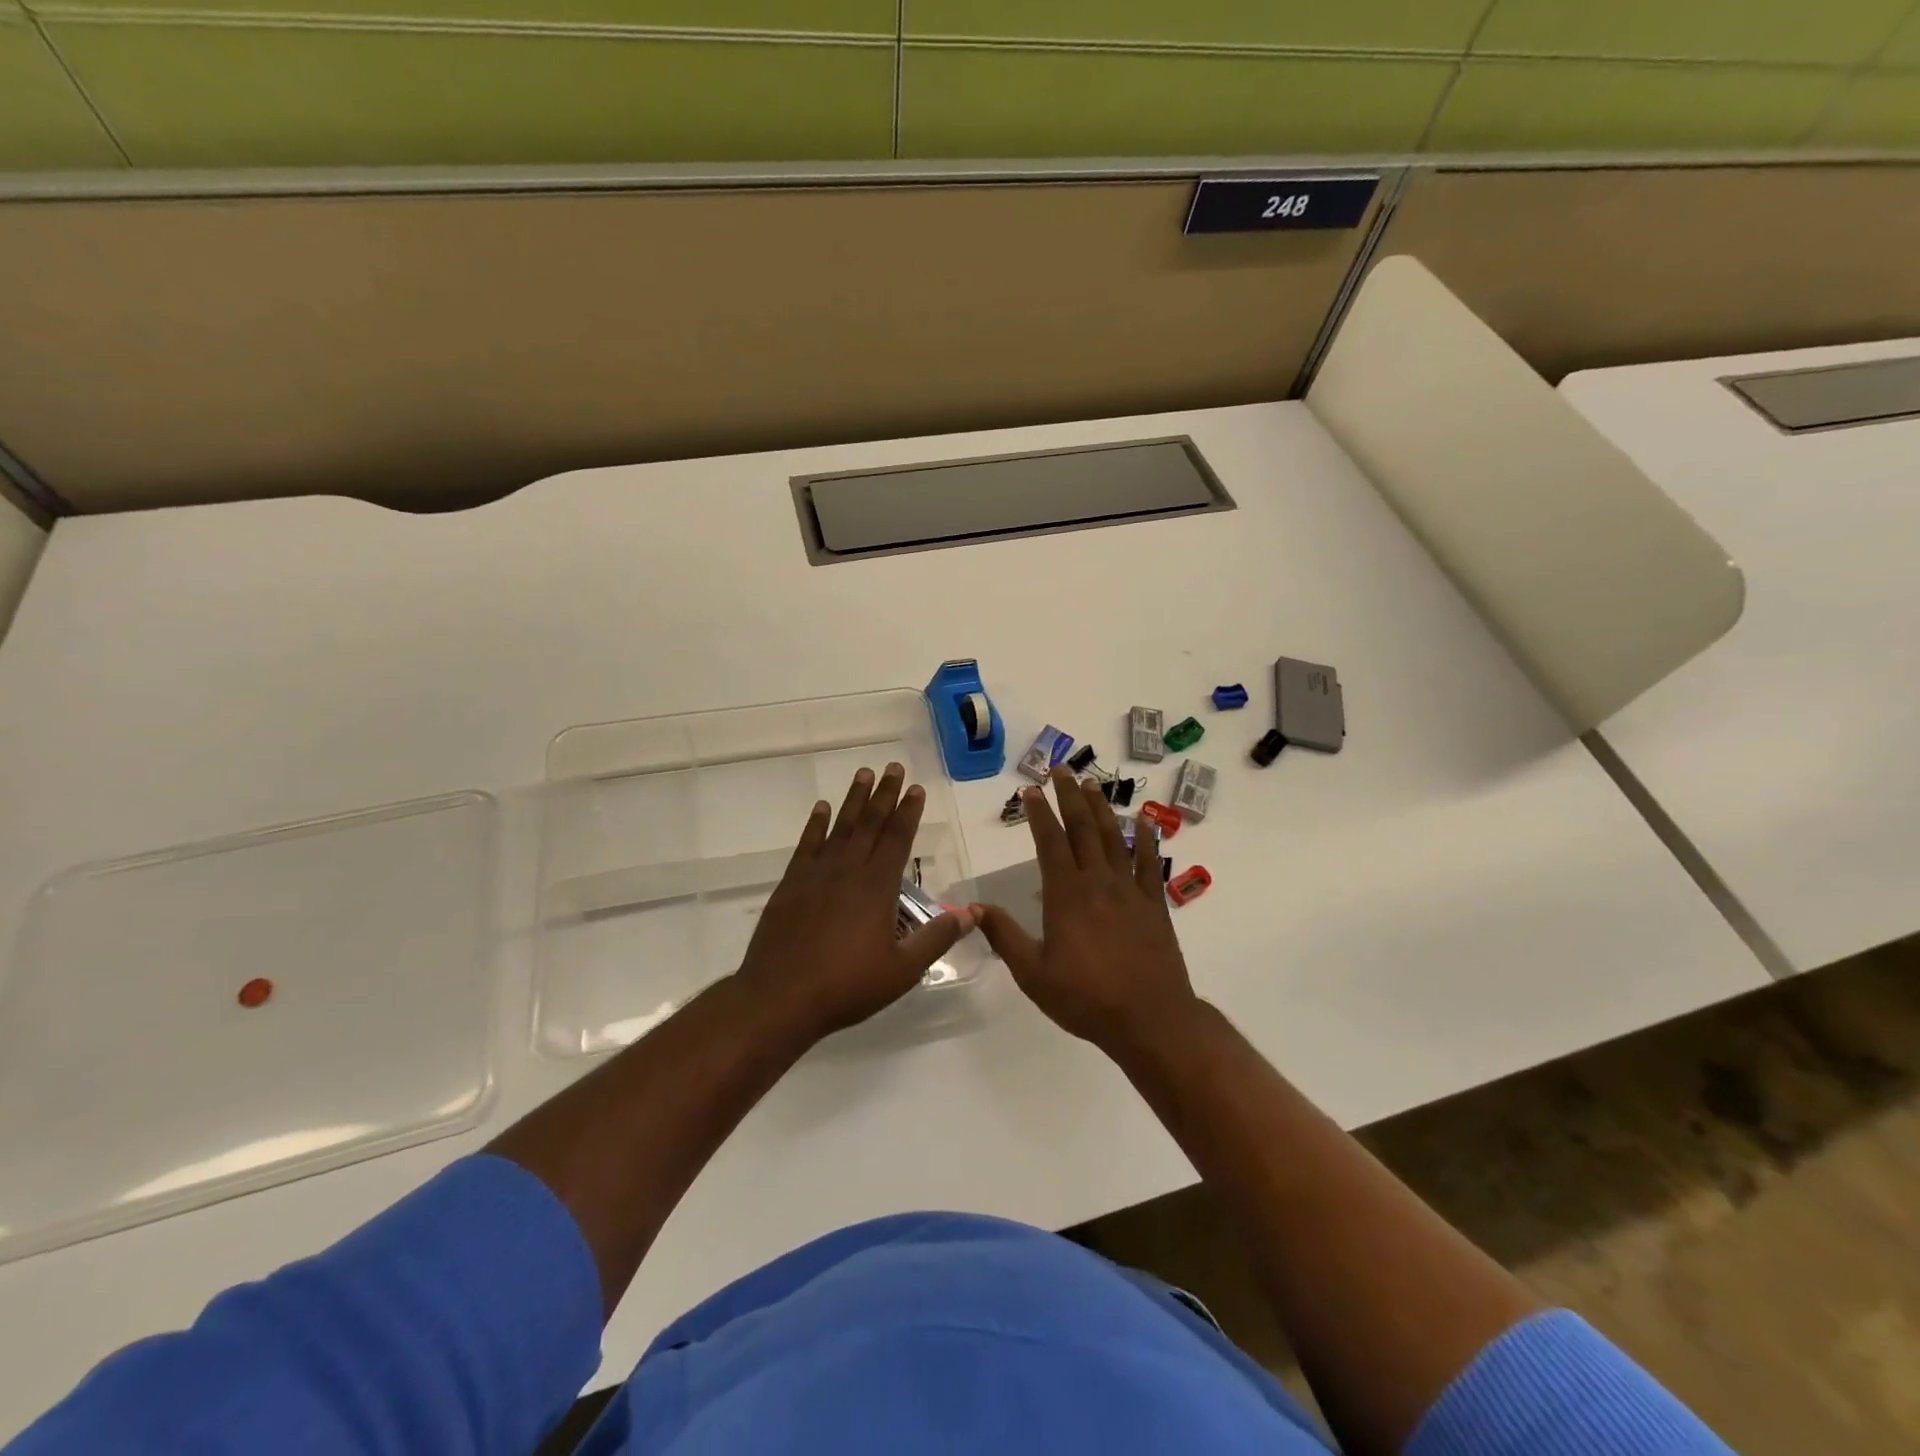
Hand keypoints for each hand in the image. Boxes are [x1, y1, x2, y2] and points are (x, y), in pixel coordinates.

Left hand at [736, 763, 973, 1041]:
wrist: (780, 997)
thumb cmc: (847, 986)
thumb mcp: (902, 970)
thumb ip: (937, 938)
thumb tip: (972, 912)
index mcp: (877, 887)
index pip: (898, 839)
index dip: (909, 812)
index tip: (916, 788)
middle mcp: (848, 870)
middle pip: (871, 824)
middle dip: (885, 794)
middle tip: (894, 766)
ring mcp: (816, 874)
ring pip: (841, 827)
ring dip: (854, 800)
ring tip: (864, 774)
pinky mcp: (791, 884)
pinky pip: (807, 844)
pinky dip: (815, 824)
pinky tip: (821, 808)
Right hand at [975, 766, 1199, 1051]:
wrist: (1150, 1019)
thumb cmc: (1086, 998)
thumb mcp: (1033, 974)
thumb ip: (1004, 936)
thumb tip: (974, 907)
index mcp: (1066, 895)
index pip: (1049, 842)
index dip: (1039, 813)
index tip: (1031, 790)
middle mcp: (1098, 882)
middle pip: (1082, 829)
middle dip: (1070, 796)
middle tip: (1061, 769)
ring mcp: (1130, 891)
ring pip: (1114, 839)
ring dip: (1102, 809)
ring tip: (1093, 783)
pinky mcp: (1155, 905)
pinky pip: (1150, 865)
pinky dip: (1146, 841)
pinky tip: (1142, 823)